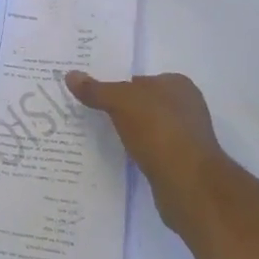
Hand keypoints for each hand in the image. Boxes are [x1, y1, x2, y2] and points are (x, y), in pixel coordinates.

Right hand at [65, 71, 225, 228]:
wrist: (188, 184)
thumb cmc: (158, 130)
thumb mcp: (120, 101)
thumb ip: (96, 89)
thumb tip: (70, 75)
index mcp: (178, 85)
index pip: (141, 79)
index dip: (118, 86)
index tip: (95, 96)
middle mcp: (186, 108)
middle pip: (145, 104)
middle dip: (123, 110)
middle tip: (93, 114)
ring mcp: (186, 137)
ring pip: (148, 129)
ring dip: (130, 133)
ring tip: (101, 136)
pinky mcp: (182, 164)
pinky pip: (152, 151)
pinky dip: (138, 152)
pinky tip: (122, 156)